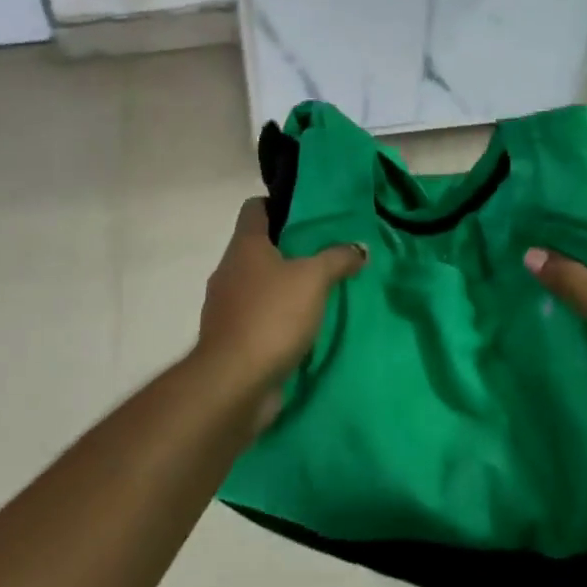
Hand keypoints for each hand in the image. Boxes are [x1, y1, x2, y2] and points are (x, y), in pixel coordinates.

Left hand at [194, 199, 365, 404]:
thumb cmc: (272, 316)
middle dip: (291, 248)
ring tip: (322, 289)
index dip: (279, 204)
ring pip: (260, 284)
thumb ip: (337, 259)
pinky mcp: (233, 338)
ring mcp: (227, 306)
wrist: (234, 382)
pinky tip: (306, 324)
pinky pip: (260, 316)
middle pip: (259, 247)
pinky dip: (280, 317)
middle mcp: (229, 270)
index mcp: (244, 246)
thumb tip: (359, 247)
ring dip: (286, 285)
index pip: (255, 208)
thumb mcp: (313, 279)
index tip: (309, 212)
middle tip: (327, 252)